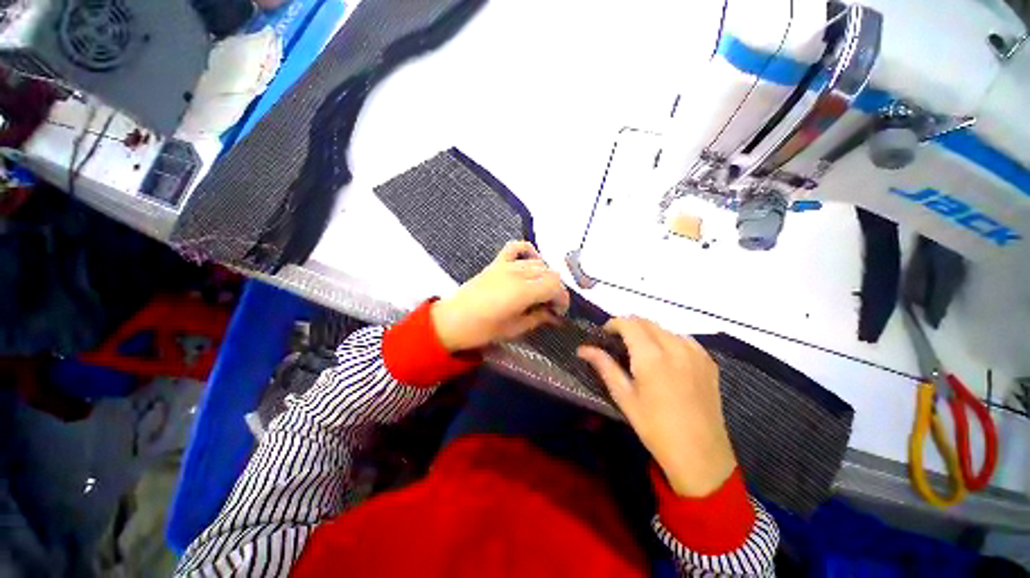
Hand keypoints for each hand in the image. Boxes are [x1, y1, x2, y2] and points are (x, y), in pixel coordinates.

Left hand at [431, 241, 569, 351]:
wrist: (451, 320)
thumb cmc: (482, 330)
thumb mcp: (514, 329)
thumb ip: (538, 318)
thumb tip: (553, 315)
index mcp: (523, 292)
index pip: (555, 285)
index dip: (562, 298)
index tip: (559, 312)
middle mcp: (517, 273)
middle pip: (549, 273)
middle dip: (556, 289)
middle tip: (550, 306)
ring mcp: (506, 265)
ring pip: (537, 263)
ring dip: (545, 276)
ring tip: (540, 291)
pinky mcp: (496, 263)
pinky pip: (515, 248)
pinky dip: (527, 251)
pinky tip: (530, 262)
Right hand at [578, 318, 735, 497]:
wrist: (700, 455)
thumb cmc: (655, 428)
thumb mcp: (624, 397)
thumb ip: (604, 366)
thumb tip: (583, 349)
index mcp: (651, 356)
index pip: (629, 323)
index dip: (613, 323)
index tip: (605, 335)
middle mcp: (675, 346)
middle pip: (646, 322)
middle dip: (629, 326)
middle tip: (619, 344)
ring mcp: (695, 352)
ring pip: (664, 328)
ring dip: (648, 332)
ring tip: (641, 351)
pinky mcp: (708, 361)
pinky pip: (683, 339)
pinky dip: (668, 340)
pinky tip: (665, 358)